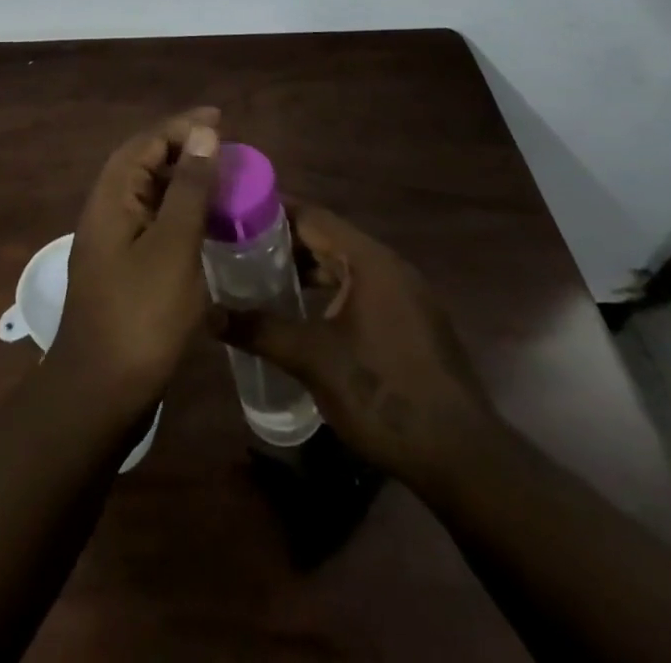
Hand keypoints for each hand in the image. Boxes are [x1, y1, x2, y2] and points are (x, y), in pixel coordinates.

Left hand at [48, 108, 219, 417]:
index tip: (222, 120)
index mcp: (111, 197)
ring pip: (151, 195)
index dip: (182, 127)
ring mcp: (114, 242)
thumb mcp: (172, 246)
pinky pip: (155, 224)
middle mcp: (107, 211)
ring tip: (225, 181)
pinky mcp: (125, 269)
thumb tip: (203, 134)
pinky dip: (182, 214)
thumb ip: (189, 188)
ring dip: (185, 182)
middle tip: (228, 150)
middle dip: (185, 150)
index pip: (146, 143)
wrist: (100, 394)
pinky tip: (209, 226)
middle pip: (145, 164)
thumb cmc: (140, 315)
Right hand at [212, 203, 499, 495]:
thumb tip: (208, 314)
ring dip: (307, 270)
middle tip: (238, 249)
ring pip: (345, 266)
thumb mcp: (313, 359)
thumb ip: (260, 330)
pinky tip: (304, 314)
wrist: (461, 458)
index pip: (311, 215)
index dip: (271, 212)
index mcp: (369, 260)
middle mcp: (390, 266)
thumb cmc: (383, 393)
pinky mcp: (412, 323)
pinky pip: (361, 289)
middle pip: (328, 238)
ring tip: (262, 280)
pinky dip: (330, 292)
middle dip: (284, 243)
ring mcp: (406, 295)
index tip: (234, 215)